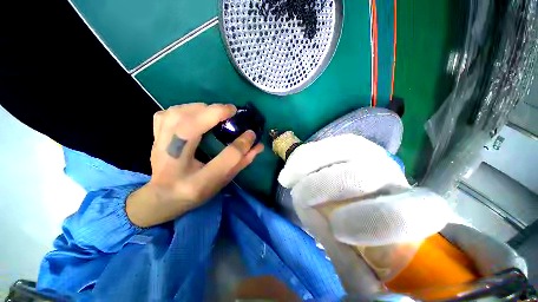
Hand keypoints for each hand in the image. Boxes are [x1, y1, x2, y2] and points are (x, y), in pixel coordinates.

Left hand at [127, 103, 263, 226]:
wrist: (162, 197)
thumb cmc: (197, 191)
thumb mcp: (223, 181)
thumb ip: (241, 162)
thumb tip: (257, 145)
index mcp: (197, 182)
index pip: (225, 159)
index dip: (241, 144)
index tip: (251, 133)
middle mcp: (175, 164)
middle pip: (190, 128)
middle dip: (214, 113)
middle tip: (231, 111)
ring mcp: (159, 148)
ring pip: (176, 115)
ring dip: (199, 108)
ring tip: (214, 112)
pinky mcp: (155, 137)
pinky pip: (166, 114)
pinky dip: (183, 109)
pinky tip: (194, 114)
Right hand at [278, 134, 449, 295]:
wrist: (362, 200)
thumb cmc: (366, 235)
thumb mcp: (363, 260)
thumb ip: (356, 268)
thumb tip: (353, 284)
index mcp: (412, 211)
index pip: (408, 212)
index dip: (373, 220)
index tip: (336, 229)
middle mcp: (393, 176)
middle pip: (364, 173)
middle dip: (326, 186)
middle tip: (299, 197)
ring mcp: (370, 153)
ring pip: (343, 148)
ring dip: (308, 164)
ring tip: (289, 177)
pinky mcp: (349, 145)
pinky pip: (326, 144)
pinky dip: (304, 156)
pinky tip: (293, 168)